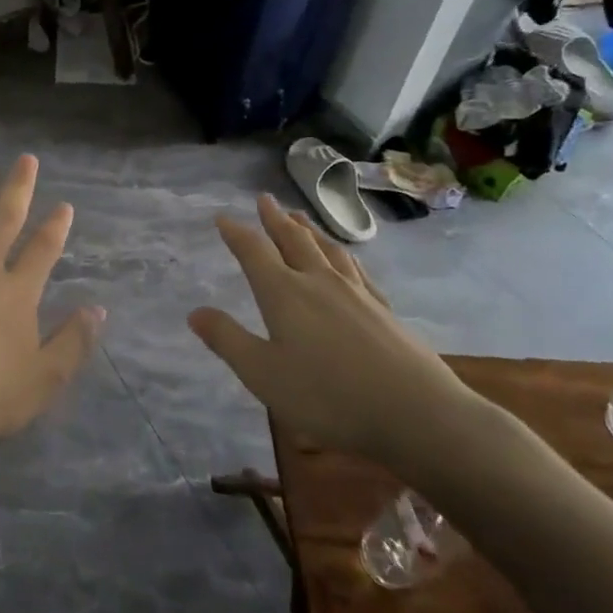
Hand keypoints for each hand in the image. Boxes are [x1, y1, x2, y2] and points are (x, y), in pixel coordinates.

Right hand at [188, 194, 475, 462]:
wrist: (417, 412)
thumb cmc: (328, 396)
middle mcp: (318, 282)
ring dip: (309, 230)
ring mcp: (356, 293)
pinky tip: (346, 259)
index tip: (222, 217)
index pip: (254, 252)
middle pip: (293, 241)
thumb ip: (228, 340)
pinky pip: (357, 269)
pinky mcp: (384, 310)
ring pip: (327, 249)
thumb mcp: (263, 374)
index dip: (236, 233)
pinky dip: (343, 255)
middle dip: (275, 220)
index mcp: (284, 293)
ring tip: (300, 217)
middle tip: (264, 199)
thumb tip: (194, 311)